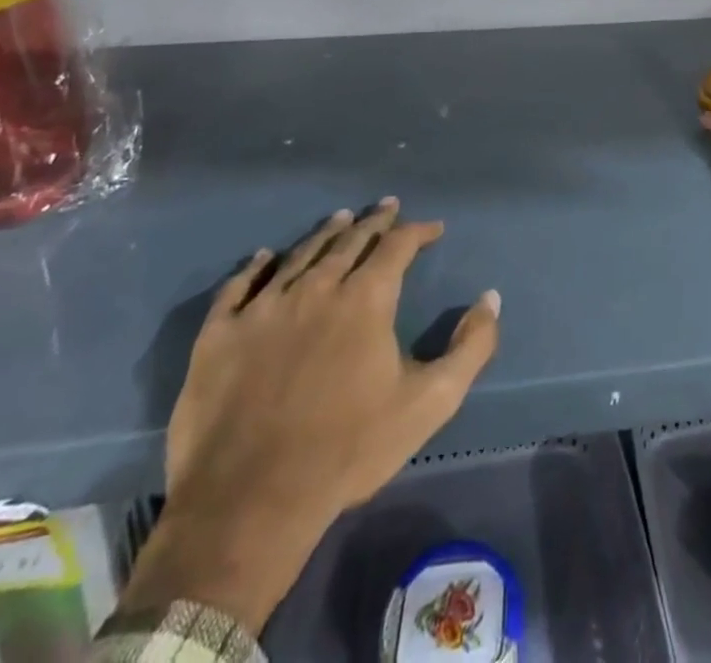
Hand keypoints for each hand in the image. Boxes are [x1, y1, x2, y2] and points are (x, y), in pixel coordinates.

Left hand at [118, 200, 500, 636]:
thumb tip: (490, 298)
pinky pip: (238, 286)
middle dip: (374, 222)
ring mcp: (263, 308)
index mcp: (366, 299)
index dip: (418, 231)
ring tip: (340, 218)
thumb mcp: (430, 403)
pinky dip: (254, 266)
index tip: (433, 228)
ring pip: (299, 255)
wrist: (250, 504)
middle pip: (349, 241)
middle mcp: (316, 288)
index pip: (397, 246)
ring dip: (325, 234)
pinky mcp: (219, 335)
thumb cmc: (349, 450)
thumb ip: (471, 347)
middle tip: (387, 207)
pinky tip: (262, 256)